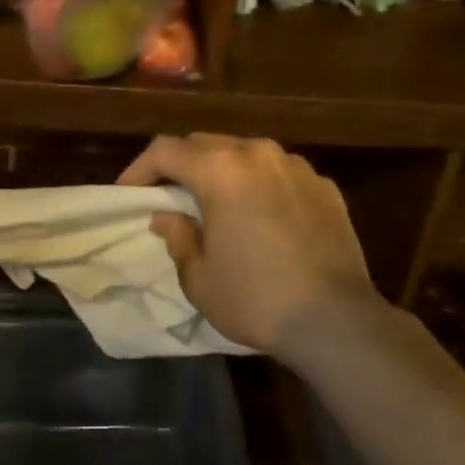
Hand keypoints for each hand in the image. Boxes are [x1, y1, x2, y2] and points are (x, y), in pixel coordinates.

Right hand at [118, 134, 380, 356]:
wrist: (335, 320)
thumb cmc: (255, 298)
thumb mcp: (199, 277)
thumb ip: (178, 237)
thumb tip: (167, 216)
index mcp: (220, 170)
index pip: (165, 150)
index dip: (140, 169)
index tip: (129, 194)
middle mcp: (258, 154)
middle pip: (206, 144)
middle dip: (181, 165)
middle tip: (169, 196)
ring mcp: (296, 166)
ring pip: (246, 153)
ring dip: (223, 170)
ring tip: (217, 202)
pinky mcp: (325, 186)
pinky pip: (280, 173)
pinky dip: (261, 184)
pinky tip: (262, 215)